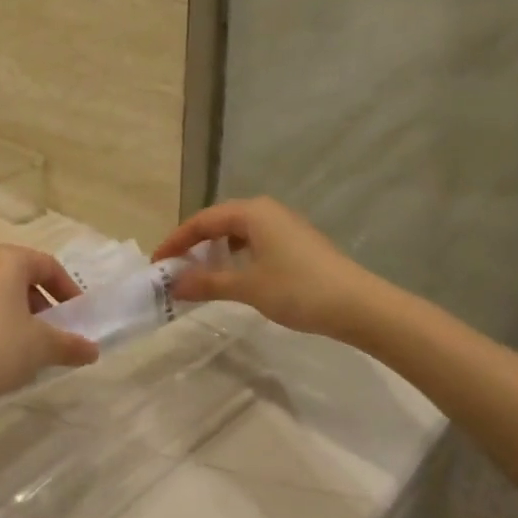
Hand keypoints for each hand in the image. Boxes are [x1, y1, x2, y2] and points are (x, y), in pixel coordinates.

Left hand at [0, 245, 100, 411]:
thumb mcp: (42, 347)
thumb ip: (70, 345)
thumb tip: (92, 350)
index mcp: (5, 260)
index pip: (46, 265)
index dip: (67, 290)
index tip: (76, 316)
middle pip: (17, 276)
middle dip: (38, 303)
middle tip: (50, 332)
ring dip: (11, 313)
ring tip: (21, 346)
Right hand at [153, 196, 370, 338]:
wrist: (359, 306)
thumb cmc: (298, 289)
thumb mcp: (247, 287)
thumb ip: (207, 283)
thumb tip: (173, 284)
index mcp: (252, 212)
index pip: (201, 220)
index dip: (176, 241)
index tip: (158, 263)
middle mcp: (266, 211)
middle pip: (219, 222)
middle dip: (194, 245)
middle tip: (175, 269)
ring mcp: (284, 226)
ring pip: (238, 233)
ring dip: (215, 251)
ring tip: (200, 274)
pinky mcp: (297, 243)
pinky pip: (254, 242)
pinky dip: (236, 257)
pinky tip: (234, 277)